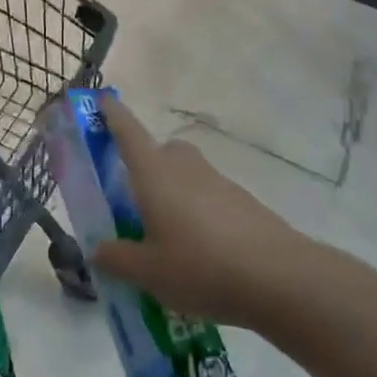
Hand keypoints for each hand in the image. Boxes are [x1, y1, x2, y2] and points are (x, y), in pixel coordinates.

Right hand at [91, 98, 304, 329]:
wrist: (279, 277)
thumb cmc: (200, 266)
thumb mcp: (148, 272)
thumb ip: (117, 259)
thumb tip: (97, 250)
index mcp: (154, 172)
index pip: (127, 131)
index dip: (112, 113)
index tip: (101, 99)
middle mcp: (184, 166)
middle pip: (160, 152)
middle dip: (145, 166)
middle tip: (132, 199)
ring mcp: (217, 181)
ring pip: (185, 174)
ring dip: (172, 192)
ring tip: (165, 235)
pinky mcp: (242, 201)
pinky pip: (207, 196)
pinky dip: (196, 212)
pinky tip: (198, 250)